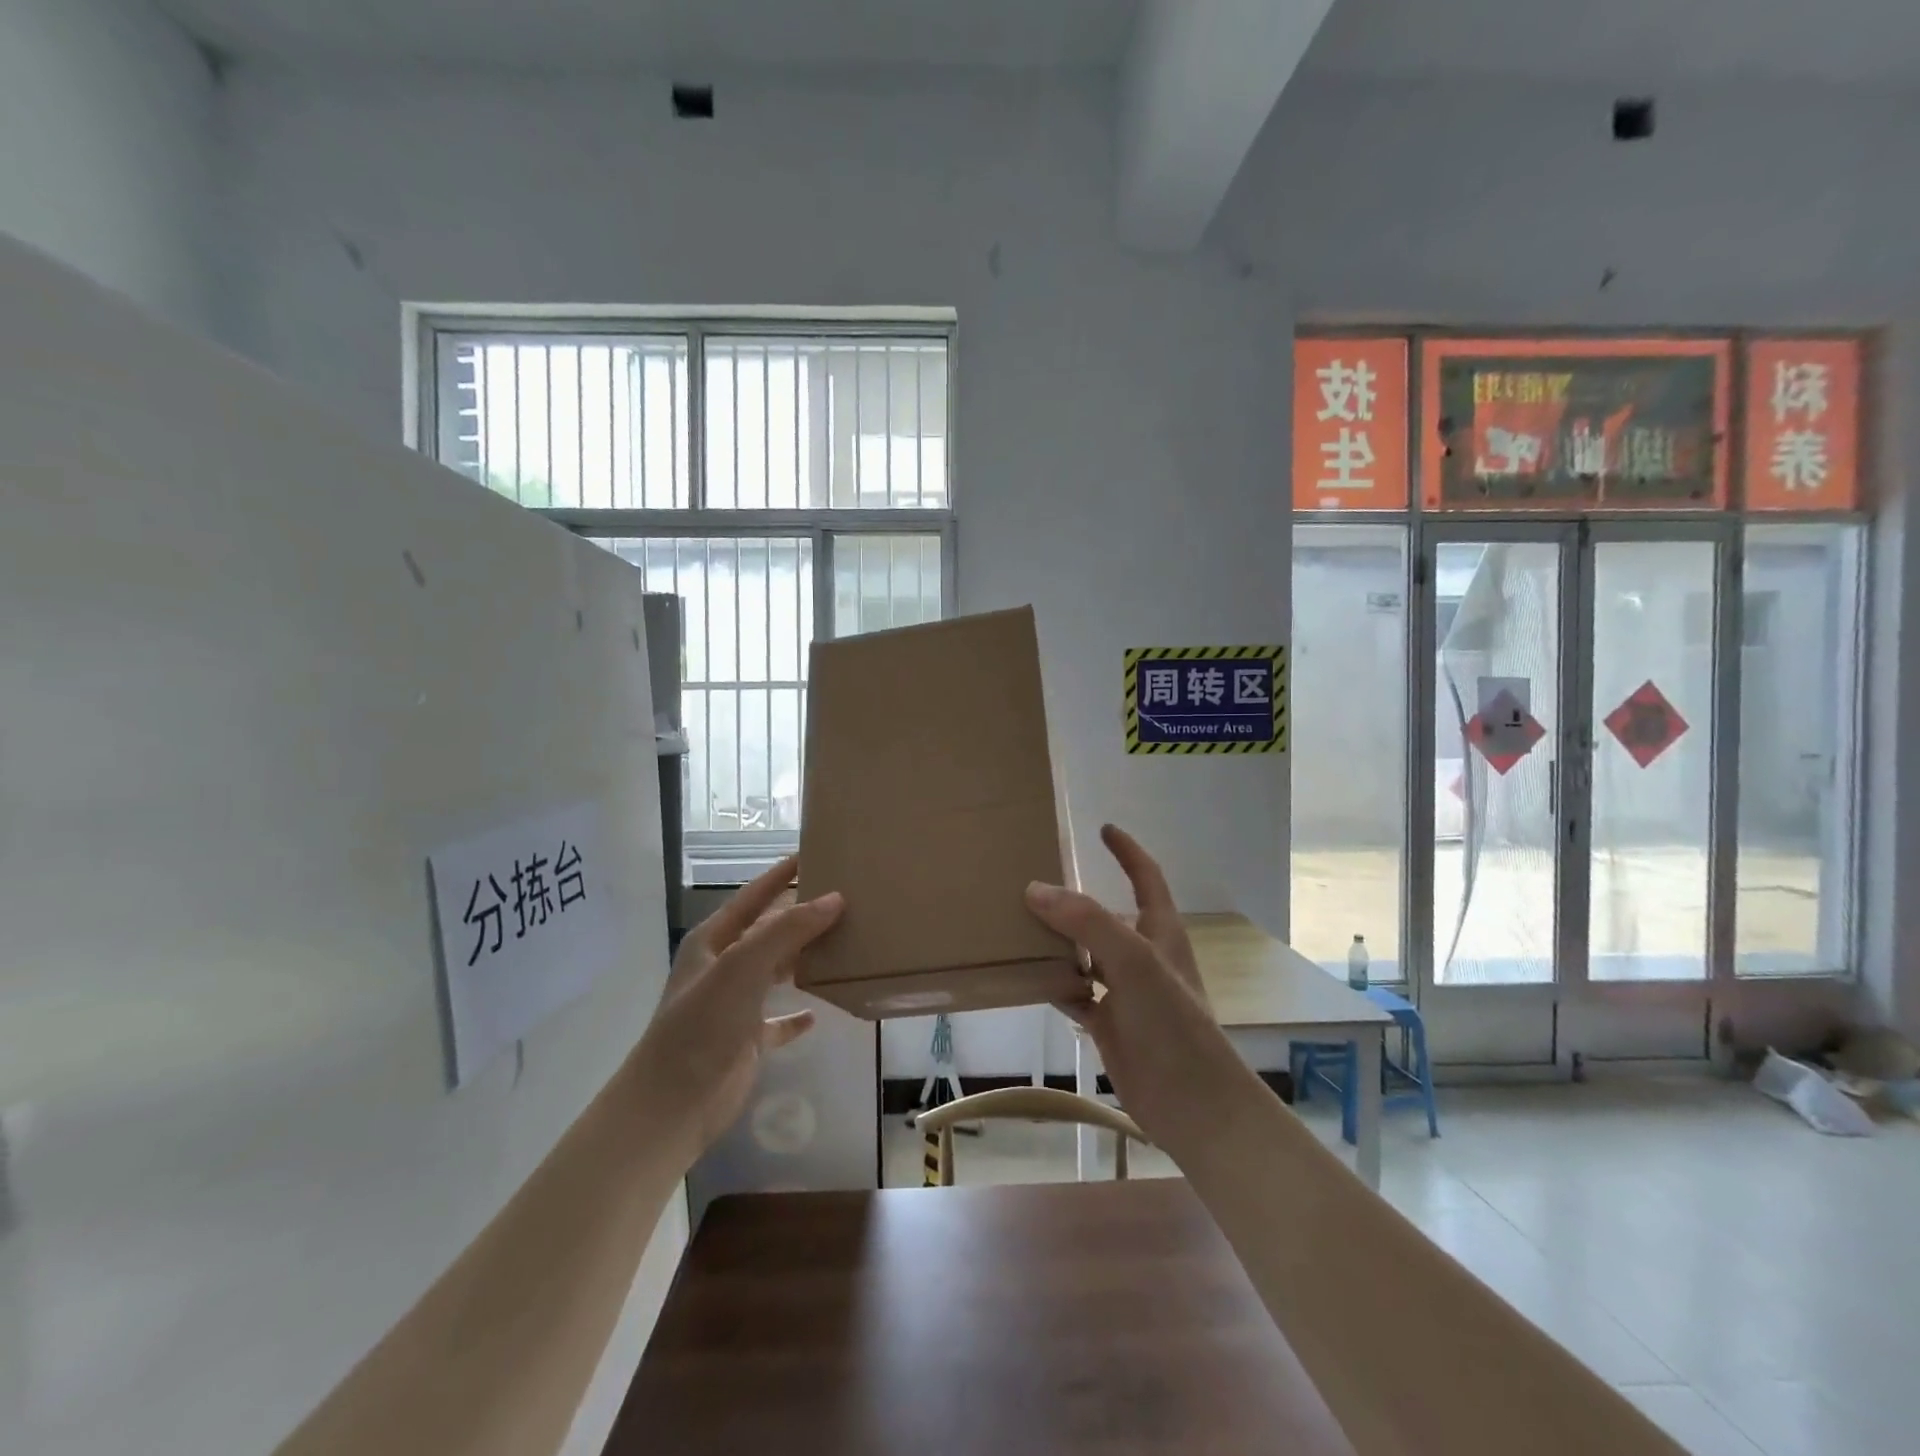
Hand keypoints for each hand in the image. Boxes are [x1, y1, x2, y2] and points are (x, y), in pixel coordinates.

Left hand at [625, 857, 842, 1164]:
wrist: (671, 1105)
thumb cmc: (702, 1026)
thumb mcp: (742, 967)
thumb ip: (787, 931)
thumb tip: (835, 898)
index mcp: (713, 941)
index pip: (753, 896)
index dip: (781, 874)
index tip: (814, 853)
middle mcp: (723, 966)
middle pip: (768, 931)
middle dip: (801, 915)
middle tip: (845, 898)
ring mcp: (734, 1004)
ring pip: (776, 970)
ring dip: (804, 958)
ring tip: (844, 943)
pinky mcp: (746, 1040)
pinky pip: (777, 1019)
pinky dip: (796, 1013)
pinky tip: (818, 1010)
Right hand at [1027, 825, 1258, 1156]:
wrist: (1194, 1105)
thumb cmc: (1173, 1024)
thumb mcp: (1134, 961)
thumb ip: (1087, 921)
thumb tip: (1034, 889)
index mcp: (1160, 932)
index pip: (1146, 877)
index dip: (1127, 851)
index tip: (1103, 828)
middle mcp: (1142, 956)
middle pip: (1106, 915)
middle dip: (1075, 899)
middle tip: (1033, 881)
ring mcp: (1125, 992)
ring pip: (1085, 955)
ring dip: (1056, 942)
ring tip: (1016, 924)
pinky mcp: (1109, 1024)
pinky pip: (1074, 993)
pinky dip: (1052, 983)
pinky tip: (1024, 977)